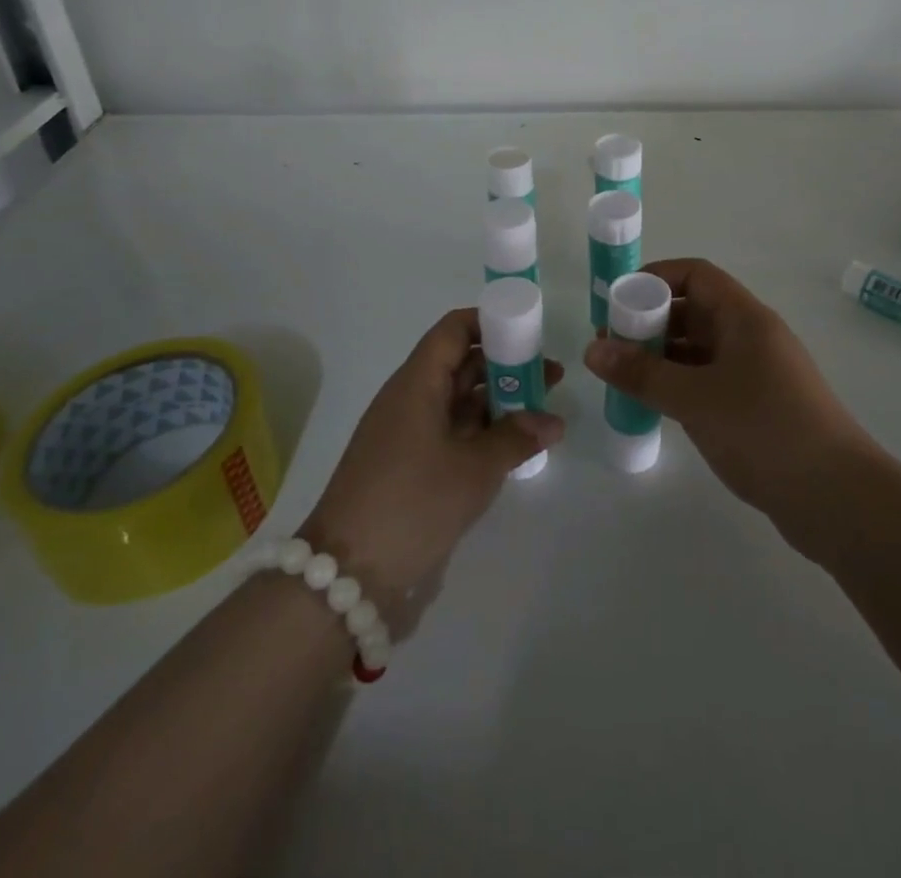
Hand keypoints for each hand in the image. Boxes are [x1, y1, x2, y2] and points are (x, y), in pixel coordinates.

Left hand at [300, 308, 563, 606]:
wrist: (346, 576)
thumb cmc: (411, 504)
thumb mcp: (473, 469)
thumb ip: (516, 438)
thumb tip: (554, 421)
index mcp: (417, 383)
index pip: (453, 330)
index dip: (491, 323)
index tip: (530, 334)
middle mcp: (411, 399)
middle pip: (461, 364)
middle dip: (507, 366)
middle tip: (551, 377)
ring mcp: (409, 434)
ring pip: (459, 401)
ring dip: (499, 402)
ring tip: (544, 411)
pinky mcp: (410, 466)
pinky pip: (452, 432)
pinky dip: (483, 432)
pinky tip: (515, 446)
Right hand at [581, 259, 870, 539]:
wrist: (837, 498)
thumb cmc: (765, 430)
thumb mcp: (695, 398)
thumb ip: (642, 373)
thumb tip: (592, 349)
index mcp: (745, 318)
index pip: (696, 275)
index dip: (655, 278)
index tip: (618, 301)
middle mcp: (752, 337)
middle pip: (695, 311)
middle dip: (651, 322)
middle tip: (611, 346)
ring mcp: (756, 374)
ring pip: (700, 350)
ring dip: (662, 357)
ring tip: (622, 377)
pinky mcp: (757, 408)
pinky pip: (708, 381)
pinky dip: (679, 385)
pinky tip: (653, 405)